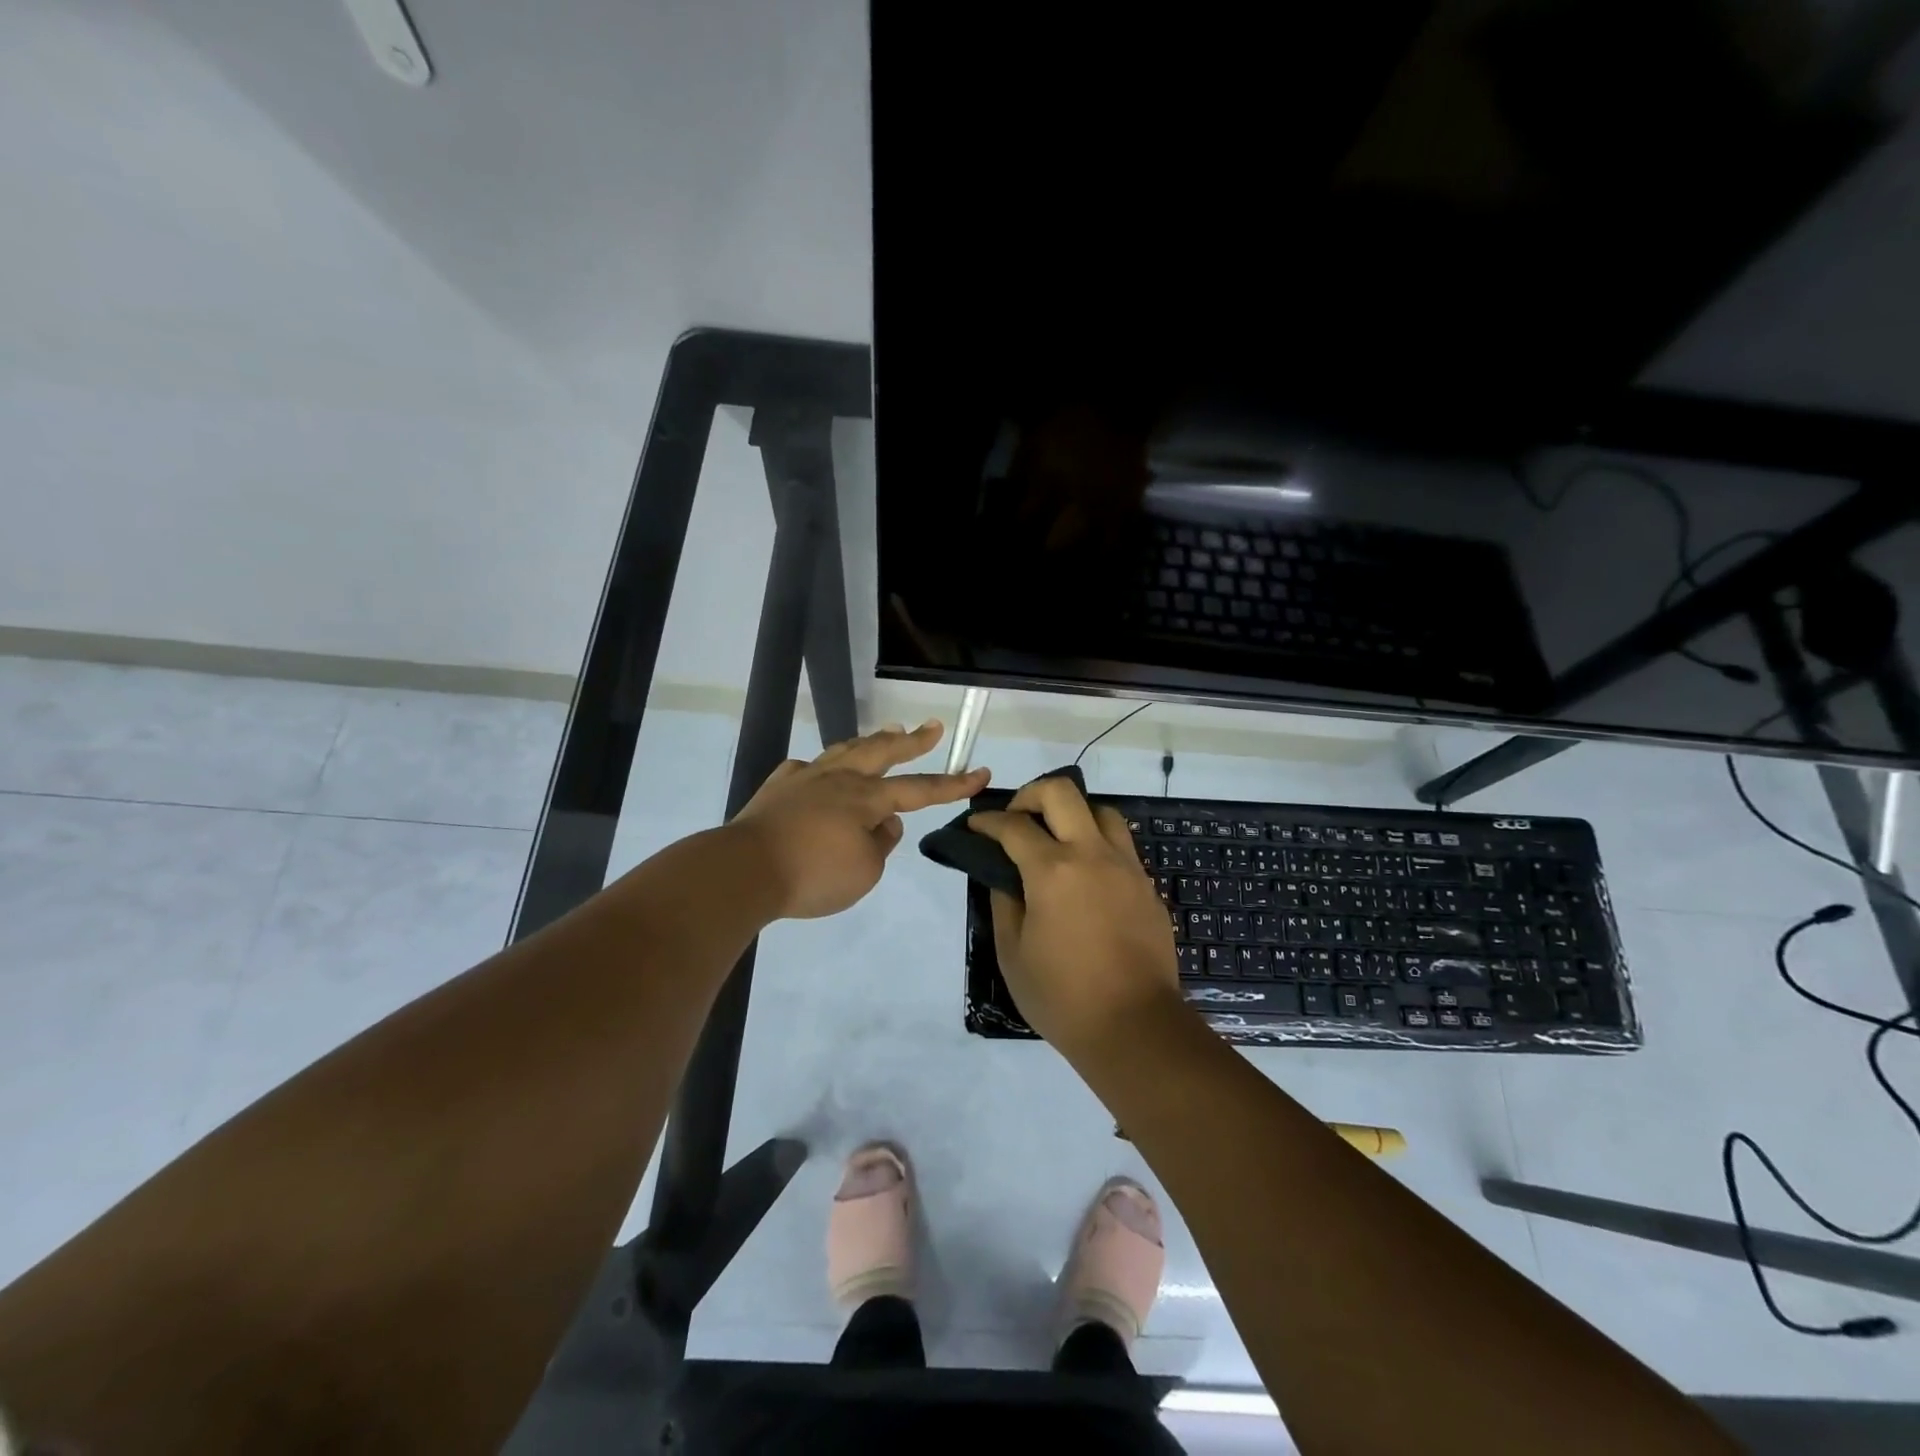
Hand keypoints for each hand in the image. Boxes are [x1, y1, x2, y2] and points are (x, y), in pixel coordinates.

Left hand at [731, 721, 988, 919]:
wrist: (744, 870)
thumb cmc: (812, 874)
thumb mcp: (864, 871)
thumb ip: (881, 844)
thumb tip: (884, 824)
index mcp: (865, 799)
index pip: (920, 789)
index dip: (953, 783)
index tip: (981, 773)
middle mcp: (838, 780)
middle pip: (882, 752)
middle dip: (912, 741)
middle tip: (932, 726)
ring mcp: (804, 779)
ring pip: (844, 751)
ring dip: (870, 741)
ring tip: (886, 732)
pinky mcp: (776, 789)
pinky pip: (804, 770)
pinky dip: (818, 768)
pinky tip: (816, 770)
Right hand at [967, 776, 1181, 1054]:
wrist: (1135, 1027)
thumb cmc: (1062, 996)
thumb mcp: (1013, 953)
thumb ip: (1004, 904)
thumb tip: (1004, 877)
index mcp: (1053, 871)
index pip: (1013, 826)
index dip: (987, 820)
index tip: (975, 825)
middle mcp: (1092, 855)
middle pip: (1062, 792)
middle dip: (1030, 795)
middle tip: (1016, 819)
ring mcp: (1126, 867)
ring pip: (1101, 810)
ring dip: (1072, 813)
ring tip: (1057, 839)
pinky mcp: (1147, 886)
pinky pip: (1121, 845)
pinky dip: (1097, 843)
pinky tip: (1086, 873)